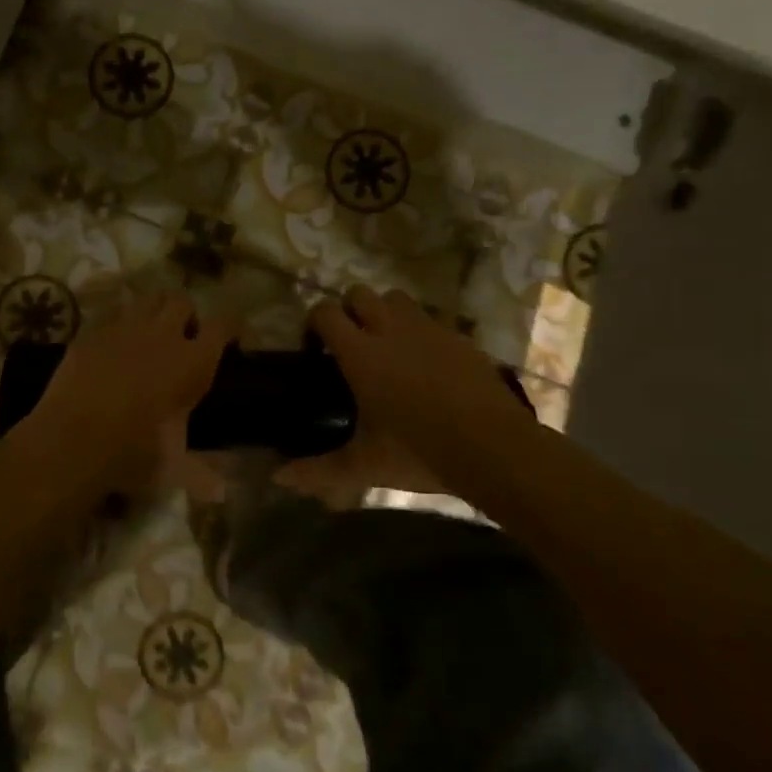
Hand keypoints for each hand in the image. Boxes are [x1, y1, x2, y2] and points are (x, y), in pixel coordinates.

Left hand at [23, 291, 230, 491]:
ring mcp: (124, 329)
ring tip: (148, 334)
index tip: (229, 337)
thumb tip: (221, 492)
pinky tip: (112, 348)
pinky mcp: (91, 333)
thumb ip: (200, 474)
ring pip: (147, 299)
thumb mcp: (173, 468)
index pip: (223, 325)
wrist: (71, 442)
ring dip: (153, 311)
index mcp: (193, 363)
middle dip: (185, 315)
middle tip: (181, 339)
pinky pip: (111, 315)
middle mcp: (163, 336)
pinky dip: (118, 326)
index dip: (229, 327)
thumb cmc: (132, 454)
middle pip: (182, 302)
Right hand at [277, 288, 529, 503]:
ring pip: (396, 298)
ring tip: (387, 344)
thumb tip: (278, 478)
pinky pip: (431, 318)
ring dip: (384, 312)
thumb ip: (318, 469)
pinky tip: (426, 362)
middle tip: (350, 344)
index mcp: (361, 353)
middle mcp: (391, 330)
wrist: (493, 448)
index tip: (315, 348)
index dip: (315, 323)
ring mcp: (428, 328)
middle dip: (349, 310)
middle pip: (359, 293)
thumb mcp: (365, 465)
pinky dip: (419, 330)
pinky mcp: (458, 336)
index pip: (325, 313)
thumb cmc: (419, 452)